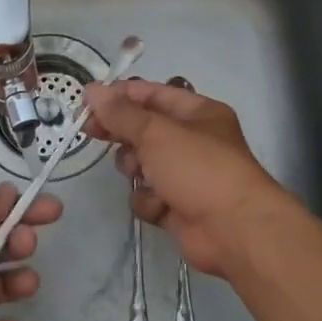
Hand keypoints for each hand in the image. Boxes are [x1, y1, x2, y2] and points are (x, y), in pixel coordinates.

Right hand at [82, 79, 292, 279]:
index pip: (152, 94)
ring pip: (142, 165)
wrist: (234, 230)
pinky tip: (160, 205)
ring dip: (136, 169)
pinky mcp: (179, 207)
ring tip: (140, 173)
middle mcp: (193, 141)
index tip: (87, 102)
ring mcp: (187, 176)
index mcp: (197, 113)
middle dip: (122, 133)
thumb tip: (92, 90)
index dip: (119, 96)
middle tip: (92, 133)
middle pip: (144, 129)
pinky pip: (149, 196)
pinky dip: (150, 201)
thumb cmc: (198, 168)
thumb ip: (121, 113)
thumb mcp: (156, 132)